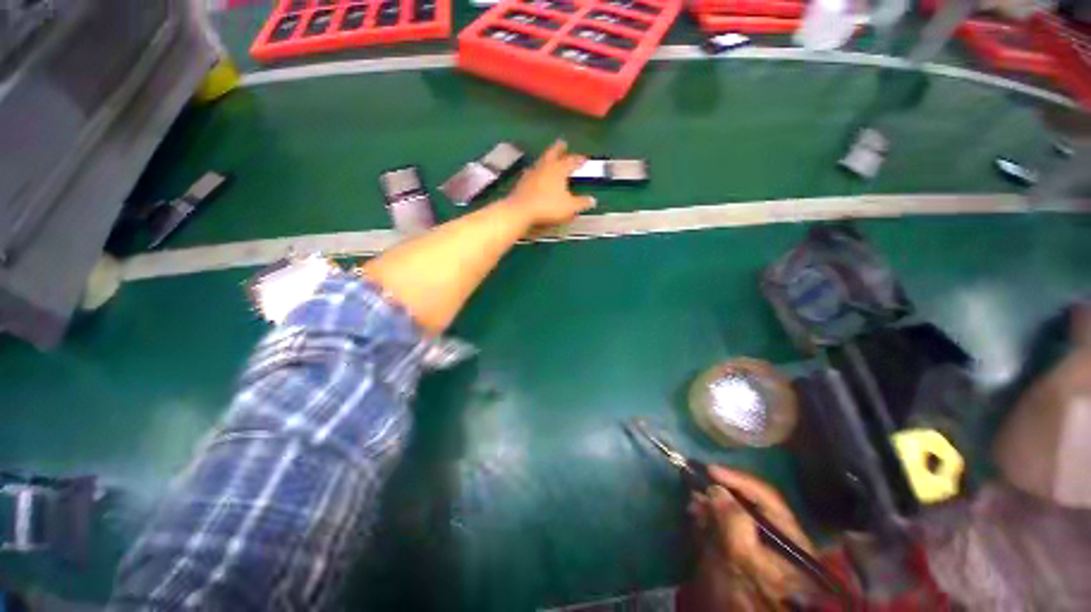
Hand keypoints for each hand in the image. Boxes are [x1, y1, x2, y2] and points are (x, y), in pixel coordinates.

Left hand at [504, 140, 595, 226]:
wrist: (521, 210)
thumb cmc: (548, 207)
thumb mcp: (569, 207)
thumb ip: (581, 203)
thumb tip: (593, 201)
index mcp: (559, 169)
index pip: (571, 161)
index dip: (579, 160)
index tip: (584, 159)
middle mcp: (545, 167)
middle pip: (553, 153)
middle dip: (559, 148)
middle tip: (563, 143)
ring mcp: (532, 173)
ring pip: (541, 161)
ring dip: (546, 158)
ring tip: (549, 159)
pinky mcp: (522, 182)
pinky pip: (531, 172)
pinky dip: (536, 171)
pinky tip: (535, 175)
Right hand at [688, 466, 814, 605]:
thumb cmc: (756, 592)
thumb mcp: (745, 558)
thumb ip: (733, 523)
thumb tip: (715, 490)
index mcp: (789, 535)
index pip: (765, 496)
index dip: (737, 479)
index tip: (710, 470)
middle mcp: (778, 537)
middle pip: (749, 504)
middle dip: (720, 492)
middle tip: (696, 485)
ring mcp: (761, 548)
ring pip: (735, 515)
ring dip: (712, 505)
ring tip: (692, 502)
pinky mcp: (745, 556)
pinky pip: (727, 529)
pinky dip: (711, 519)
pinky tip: (697, 517)